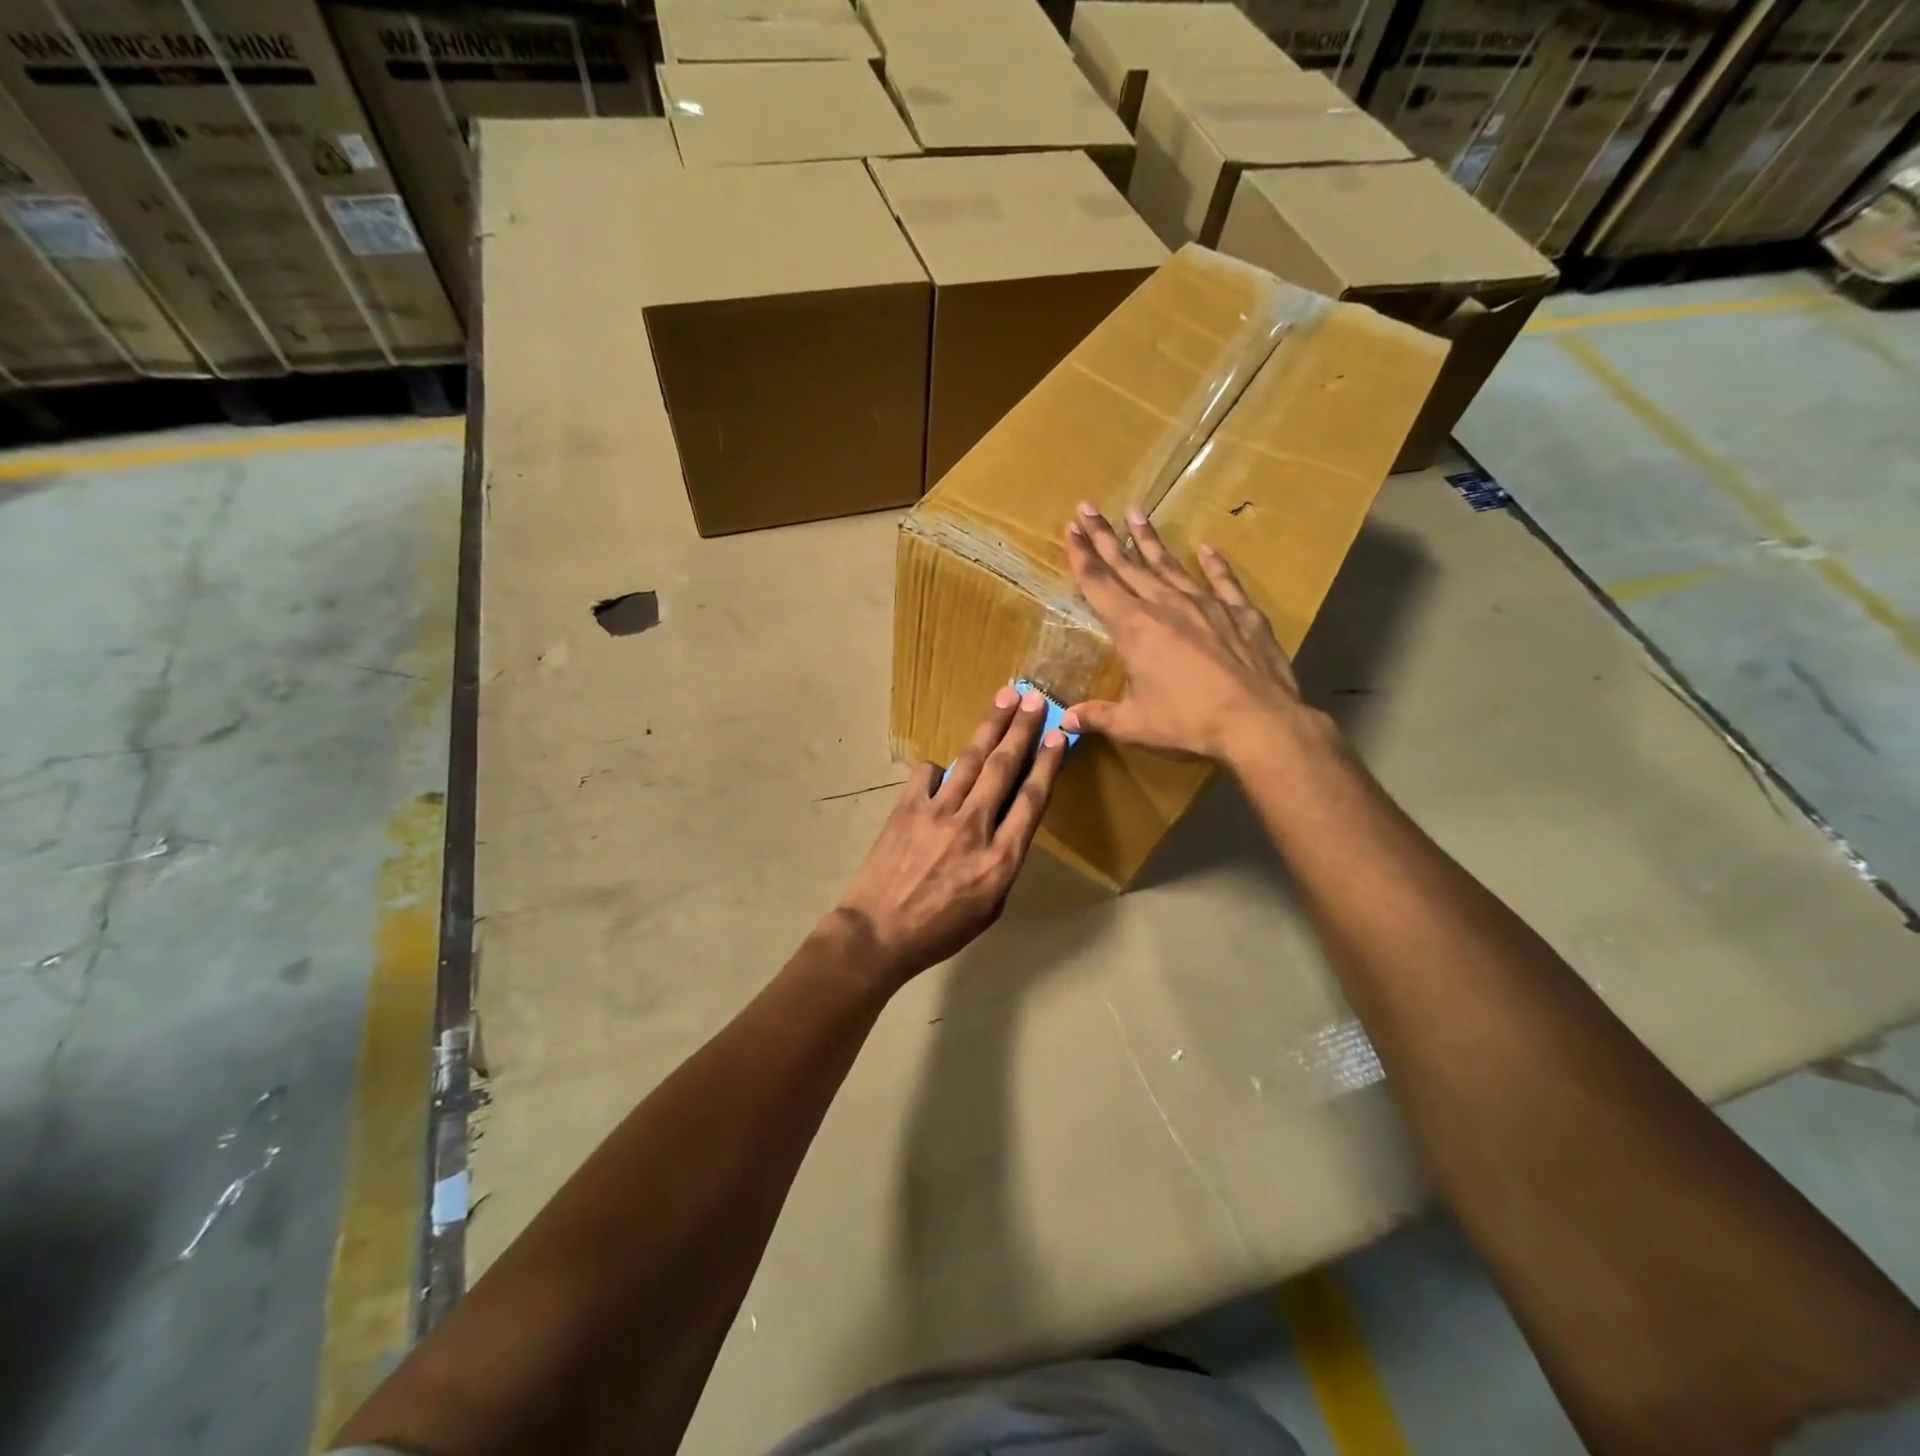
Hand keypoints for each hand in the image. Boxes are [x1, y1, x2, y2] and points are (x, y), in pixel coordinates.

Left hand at [834, 687, 1067, 983]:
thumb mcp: (990, 908)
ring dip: (990, 726)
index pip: (1031, 799)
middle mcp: (973, 828)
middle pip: (1004, 768)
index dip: (1047, 763)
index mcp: (1000, 860)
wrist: (877, 934)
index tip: (1058, 736)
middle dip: (1021, 729)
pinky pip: (928, 773)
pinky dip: (939, 767)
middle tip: (1033, 698)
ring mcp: (937, 814)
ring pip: (970, 760)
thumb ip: (1003, 862)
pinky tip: (945, 768)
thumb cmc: (939, 931)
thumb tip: (1007, 825)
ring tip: (1004, 697)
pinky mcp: (906, 808)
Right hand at [1062, 503, 1315, 766]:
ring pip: (1170, 565)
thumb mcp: (1135, 725)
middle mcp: (1166, 606)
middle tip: (1088, 508)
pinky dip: (1214, 564)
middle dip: (1105, 537)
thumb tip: (1067, 720)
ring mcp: (1206, 605)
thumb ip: (1099, 716)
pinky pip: (1223, 581)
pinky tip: (1207, 548)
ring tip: (1136, 512)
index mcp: (1134, 629)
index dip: (1082, 557)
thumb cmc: (1188, 723)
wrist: (1258, 722)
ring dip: (1150, 540)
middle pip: (1129, 565)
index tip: (1071, 529)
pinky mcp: (1241, 613)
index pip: (1099, 585)